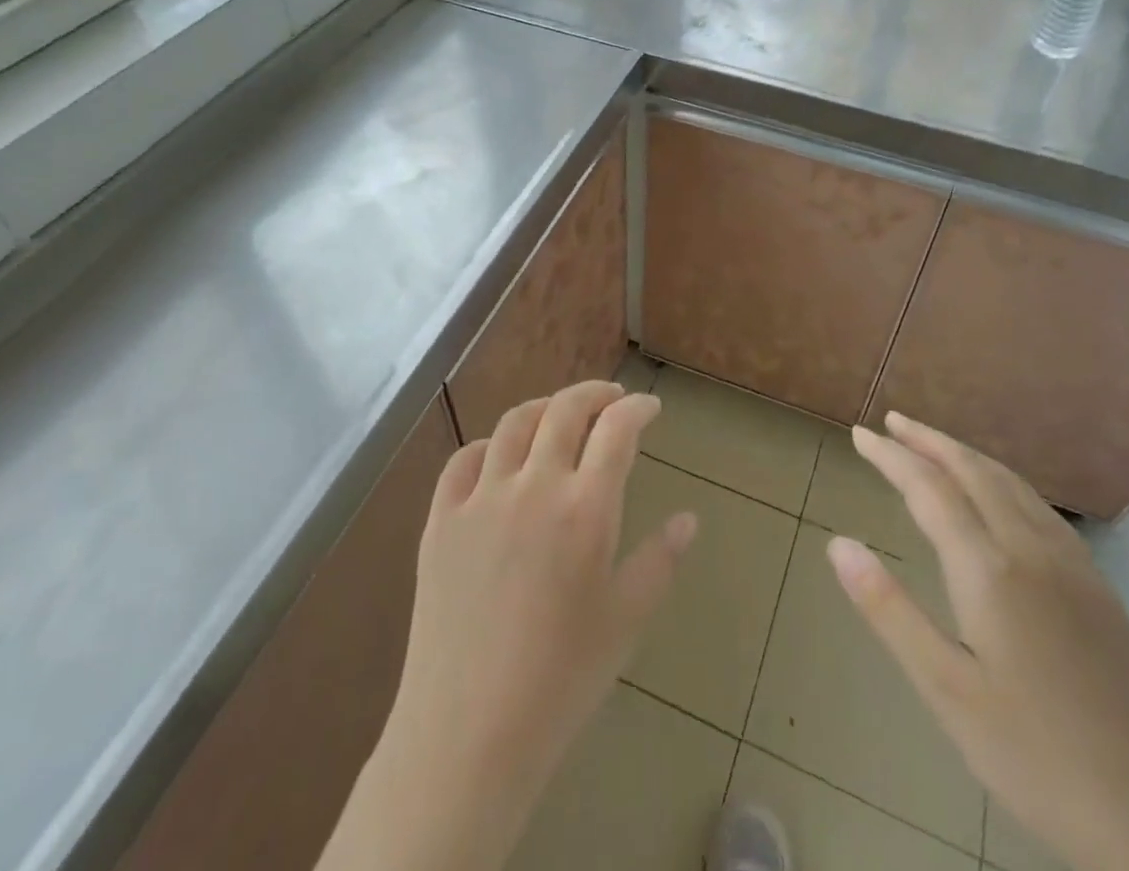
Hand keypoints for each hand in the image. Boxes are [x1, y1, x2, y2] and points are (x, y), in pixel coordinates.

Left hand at [320, 380, 695, 870]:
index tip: (650, 408)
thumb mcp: (626, 620)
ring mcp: (481, 499)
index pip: (617, 431)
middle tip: (612, 399)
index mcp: (585, 509)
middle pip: (564, 410)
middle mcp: (533, 486)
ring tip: (560, 417)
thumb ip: (659, 560)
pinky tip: (498, 458)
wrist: (468, 734)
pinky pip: (462, 460)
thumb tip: (688, 519)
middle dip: (594, 394)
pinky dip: (488, 445)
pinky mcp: (440, 520)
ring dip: (544, 409)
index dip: (638, 409)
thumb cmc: (561, 680)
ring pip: (513, 424)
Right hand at [828, 413, 1128, 870]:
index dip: (891, 457)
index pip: (929, 489)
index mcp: (990, 570)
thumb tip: (839, 545)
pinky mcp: (1098, 586)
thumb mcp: (945, 690)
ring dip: (966, 455)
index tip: (860, 435)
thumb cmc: (1032, 756)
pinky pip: (1040, 506)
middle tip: (892, 421)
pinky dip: (1003, 480)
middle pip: (973, 471)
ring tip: (934, 445)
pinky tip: (998, 495)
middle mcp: (1032, 549)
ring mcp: (1072, 565)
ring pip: (1011, 483)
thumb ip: (889, 609)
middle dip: (929, 440)